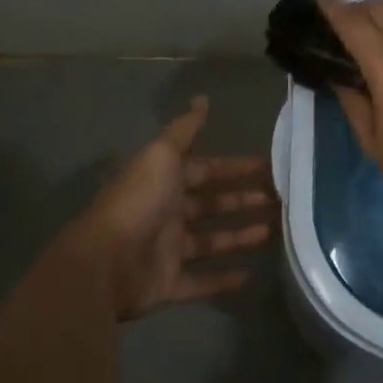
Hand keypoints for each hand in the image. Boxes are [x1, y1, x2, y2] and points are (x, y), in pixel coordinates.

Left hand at [74, 97, 273, 320]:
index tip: (267, 166)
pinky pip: (201, 281)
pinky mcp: (169, 284)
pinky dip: (223, 279)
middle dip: (242, 200)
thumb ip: (184, 130)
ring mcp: (168, 250)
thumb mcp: (161, 155)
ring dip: (240, 236)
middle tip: (277, 199)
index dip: (234, 167)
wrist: (105, 262)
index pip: (206, 170)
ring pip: (211, 241)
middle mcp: (167, 213)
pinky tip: (250, 275)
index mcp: (164, 181)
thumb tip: (203, 98)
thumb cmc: (138, 202)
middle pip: (211, 204)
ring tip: (272, 231)